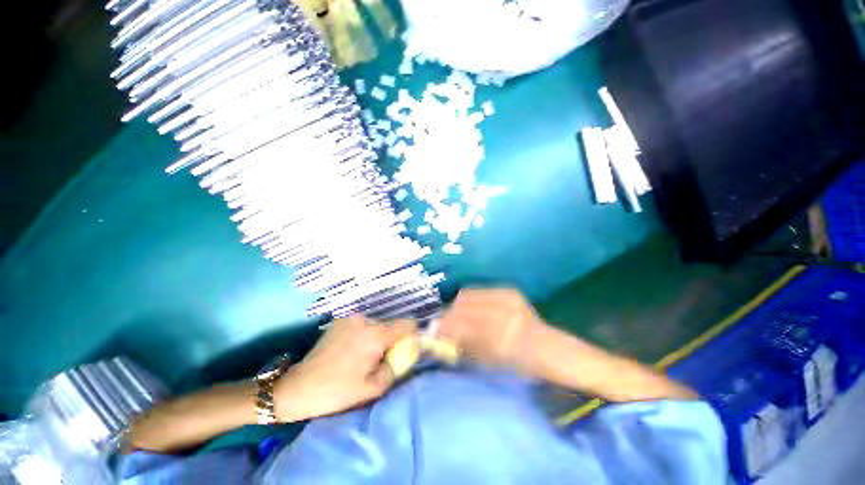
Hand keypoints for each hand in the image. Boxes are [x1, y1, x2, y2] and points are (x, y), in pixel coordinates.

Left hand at [274, 316, 415, 421]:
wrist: (298, 387)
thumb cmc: (338, 391)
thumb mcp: (373, 387)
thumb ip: (395, 366)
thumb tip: (405, 353)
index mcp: (375, 335)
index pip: (407, 324)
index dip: (412, 334)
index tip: (408, 347)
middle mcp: (365, 320)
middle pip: (390, 325)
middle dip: (392, 339)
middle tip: (382, 359)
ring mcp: (351, 318)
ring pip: (376, 325)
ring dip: (377, 337)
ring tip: (363, 356)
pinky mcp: (340, 321)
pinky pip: (362, 325)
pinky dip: (364, 334)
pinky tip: (351, 350)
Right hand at [438, 288, 542, 371]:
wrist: (545, 345)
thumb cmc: (515, 361)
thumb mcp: (487, 361)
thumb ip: (461, 345)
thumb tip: (437, 332)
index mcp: (501, 340)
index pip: (462, 326)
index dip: (445, 326)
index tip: (433, 330)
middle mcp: (504, 315)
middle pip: (463, 307)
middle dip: (448, 313)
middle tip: (442, 321)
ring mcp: (508, 299)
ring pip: (468, 295)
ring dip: (457, 305)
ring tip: (456, 313)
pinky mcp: (509, 290)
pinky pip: (479, 290)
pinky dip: (469, 298)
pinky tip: (470, 306)